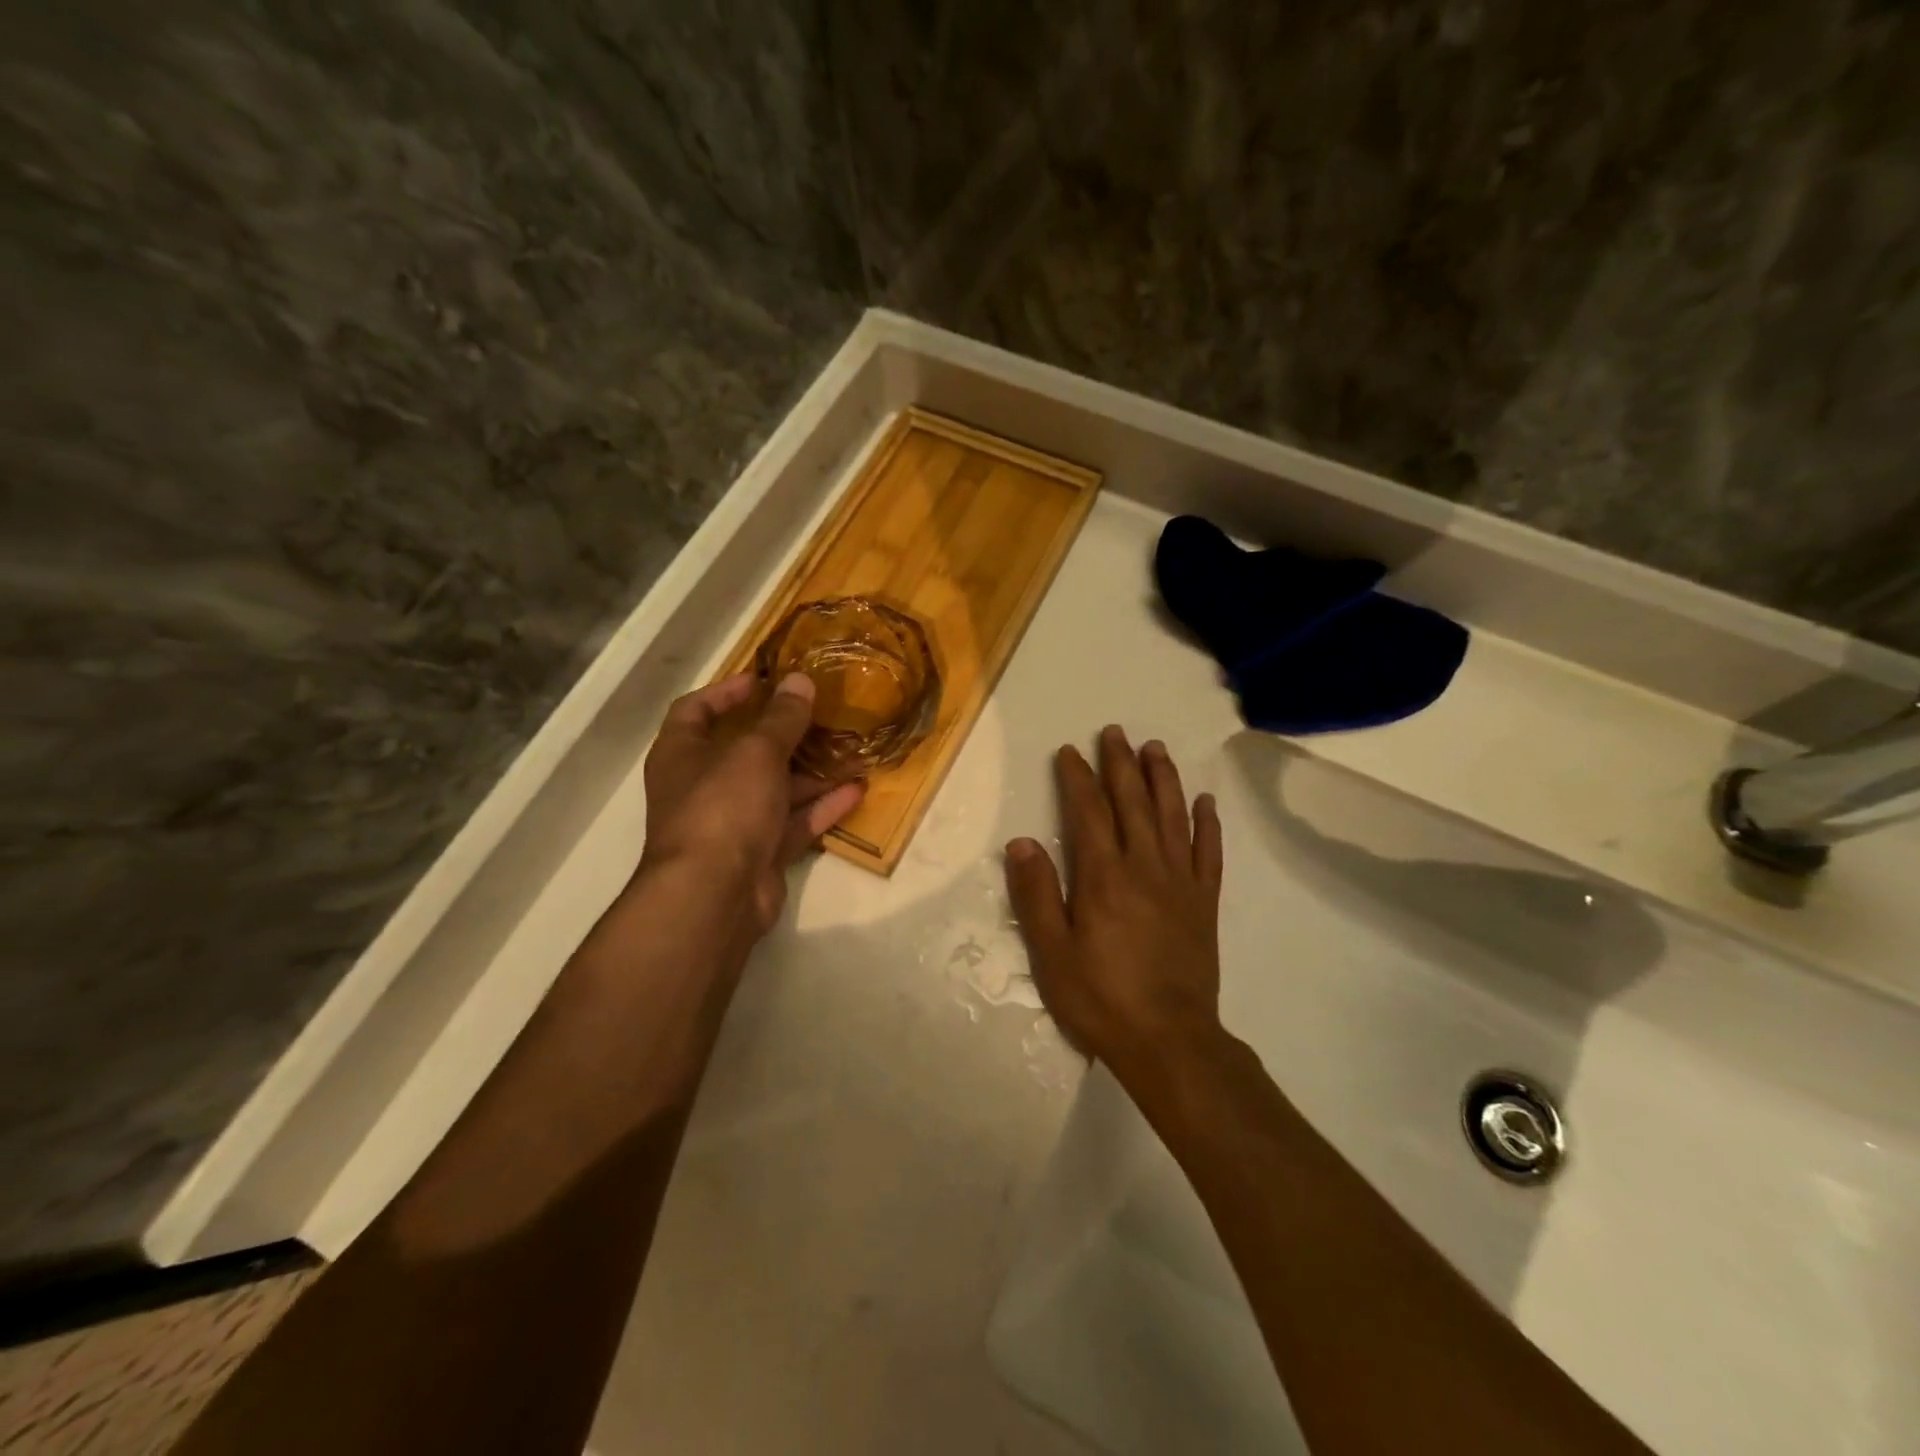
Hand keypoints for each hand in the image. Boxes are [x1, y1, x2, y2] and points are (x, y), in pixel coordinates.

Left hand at [639, 672, 864, 933]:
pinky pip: (793, 822)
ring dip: (811, 772)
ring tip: (851, 751)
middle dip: (783, 733)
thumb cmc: (724, 806)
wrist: (714, 895)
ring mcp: (732, 822)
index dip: (727, 691)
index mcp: (682, 753)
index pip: (696, 710)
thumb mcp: (756, 752)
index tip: (764, 679)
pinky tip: (856, 790)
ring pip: (775, 788)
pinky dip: (821, 807)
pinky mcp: (759, 852)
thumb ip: (782, 717)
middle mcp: (703, 785)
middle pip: (744, 751)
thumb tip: (800, 680)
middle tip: (820, 714)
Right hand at [1004, 726, 1223, 1076]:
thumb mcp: (1052, 952)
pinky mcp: (1204, 902)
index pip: (1088, 811)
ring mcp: (1180, 882)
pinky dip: (1208, 823)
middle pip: (1132, 802)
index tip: (1070, 752)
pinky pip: (1208, 853)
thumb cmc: (1101, 998)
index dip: (1077, 777)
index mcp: (1104, 876)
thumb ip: (1037, 894)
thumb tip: (1021, 842)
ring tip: (1155, 748)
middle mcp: (1145, 867)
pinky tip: (1205, 801)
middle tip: (1114, 732)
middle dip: (1121, 764)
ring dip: (1163, 779)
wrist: (1170, 1041)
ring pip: (1172, 816)